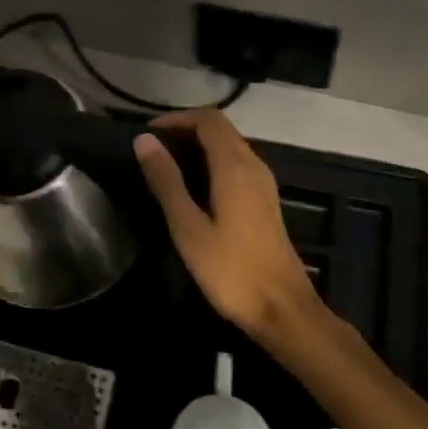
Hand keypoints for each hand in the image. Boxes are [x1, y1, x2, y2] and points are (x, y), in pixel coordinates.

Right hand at [133, 110, 322, 346]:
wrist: (283, 310)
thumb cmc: (231, 271)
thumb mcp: (188, 227)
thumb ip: (166, 181)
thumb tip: (144, 140)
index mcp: (234, 166)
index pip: (208, 119)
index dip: (177, 118)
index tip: (148, 133)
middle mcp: (253, 165)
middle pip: (220, 128)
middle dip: (186, 129)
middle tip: (153, 148)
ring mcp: (263, 183)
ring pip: (230, 145)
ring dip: (199, 145)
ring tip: (167, 165)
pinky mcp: (265, 201)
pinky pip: (237, 164)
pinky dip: (212, 161)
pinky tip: (194, 187)